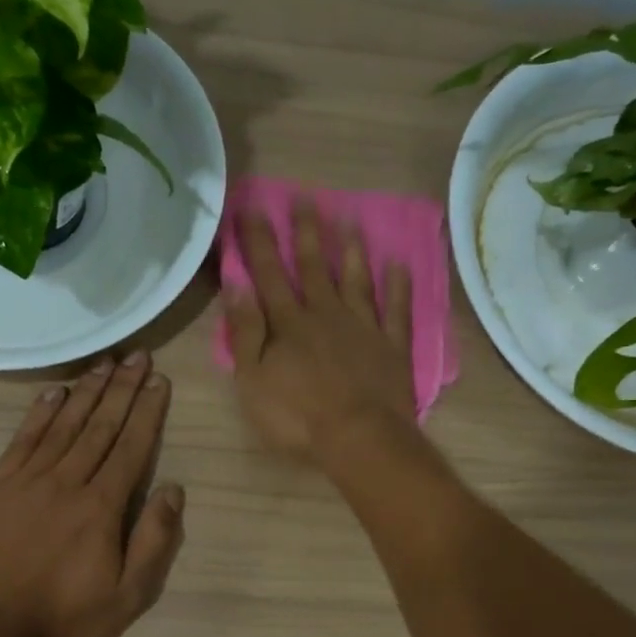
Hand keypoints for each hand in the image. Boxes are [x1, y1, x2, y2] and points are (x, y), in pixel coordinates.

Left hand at [0, 353, 184, 636]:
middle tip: (138, 356)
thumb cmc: (66, 618)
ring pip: (64, 425)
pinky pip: (23, 440)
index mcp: (102, 507)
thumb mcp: (128, 596)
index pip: (131, 447)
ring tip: (105, 363)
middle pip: (100, 426)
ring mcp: (29, 481)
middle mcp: (68, 482)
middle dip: (122, 389)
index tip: (159, 381)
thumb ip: (154, 541)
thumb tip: (174, 490)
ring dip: (87, 391)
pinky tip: (55, 393)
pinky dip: (39, 413)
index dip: (147, 411)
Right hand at [224, 200, 415, 463]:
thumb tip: (237, 285)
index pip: (269, 273)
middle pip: (314, 267)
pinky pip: (396, 309)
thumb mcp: (253, 380)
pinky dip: (397, 286)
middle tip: (305, 197)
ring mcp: (363, 327)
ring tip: (349, 219)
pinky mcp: (392, 346)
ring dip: (351, 250)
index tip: (252, 208)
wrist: (359, 438)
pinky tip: (398, 265)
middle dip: (306, 231)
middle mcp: (327, 314)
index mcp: (289, 323)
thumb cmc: (297, 416)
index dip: (258, 241)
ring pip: (356, 280)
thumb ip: (245, 332)